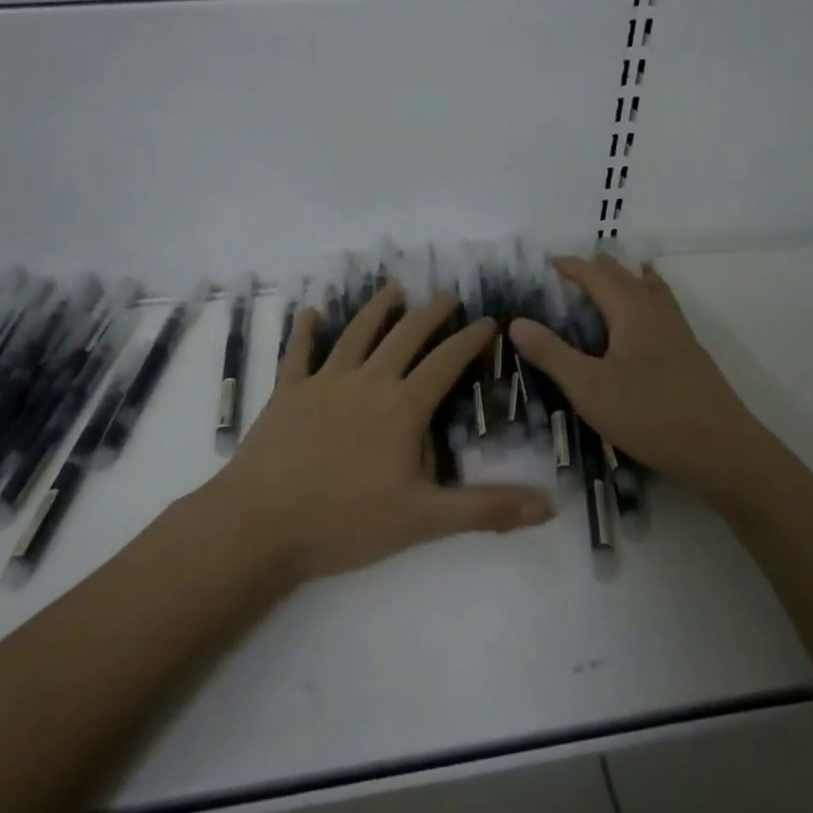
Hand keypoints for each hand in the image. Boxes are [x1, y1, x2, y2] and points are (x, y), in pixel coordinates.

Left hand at [205, 281, 554, 580]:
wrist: (262, 524)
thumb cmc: (346, 522)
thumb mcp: (424, 520)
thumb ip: (486, 509)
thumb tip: (549, 507)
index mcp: (402, 407)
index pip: (446, 362)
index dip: (469, 339)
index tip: (488, 320)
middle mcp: (367, 381)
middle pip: (404, 336)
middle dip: (429, 312)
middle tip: (446, 294)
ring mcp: (324, 382)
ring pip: (356, 333)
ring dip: (377, 308)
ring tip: (393, 288)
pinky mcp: (288, 392)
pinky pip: (298, 352)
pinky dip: (306, 329)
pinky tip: (311, 311)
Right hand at [510, 255, 768, 502]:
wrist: (722, 450)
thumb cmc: (649, 414)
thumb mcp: (588, 387)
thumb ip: (551, 353)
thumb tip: (516, 322)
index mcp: (631, 310)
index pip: (595, 275)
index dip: (570, 266)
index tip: (546, 263)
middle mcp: (656, 311)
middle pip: (625, 275)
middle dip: (597, 269)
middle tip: (570, 274)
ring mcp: (678, 331)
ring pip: (649, 289)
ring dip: (625, 280)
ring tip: (609, 283)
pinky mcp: (689, 353)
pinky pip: (662, 308)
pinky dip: (644, 299)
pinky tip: (641, 324)